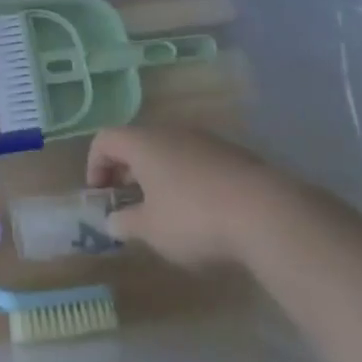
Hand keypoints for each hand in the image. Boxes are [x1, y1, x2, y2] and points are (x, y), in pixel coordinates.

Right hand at [87, 125, 279, 269]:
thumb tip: (113, 220)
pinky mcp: (232, 154)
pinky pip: (196, 161)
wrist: (266, 212)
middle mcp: (171, 131)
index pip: (104, 139)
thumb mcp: (151, 230)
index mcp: (143, 143)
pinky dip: (186, 179)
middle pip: (137, 143)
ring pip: (169, 151)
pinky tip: (200, 211)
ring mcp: (205, 140)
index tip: (101, 197)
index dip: (95, 165)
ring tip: (164, 211)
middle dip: (127, 172)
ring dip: (158, 176)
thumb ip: (125, 223)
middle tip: (128, 204)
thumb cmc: (193, 218)